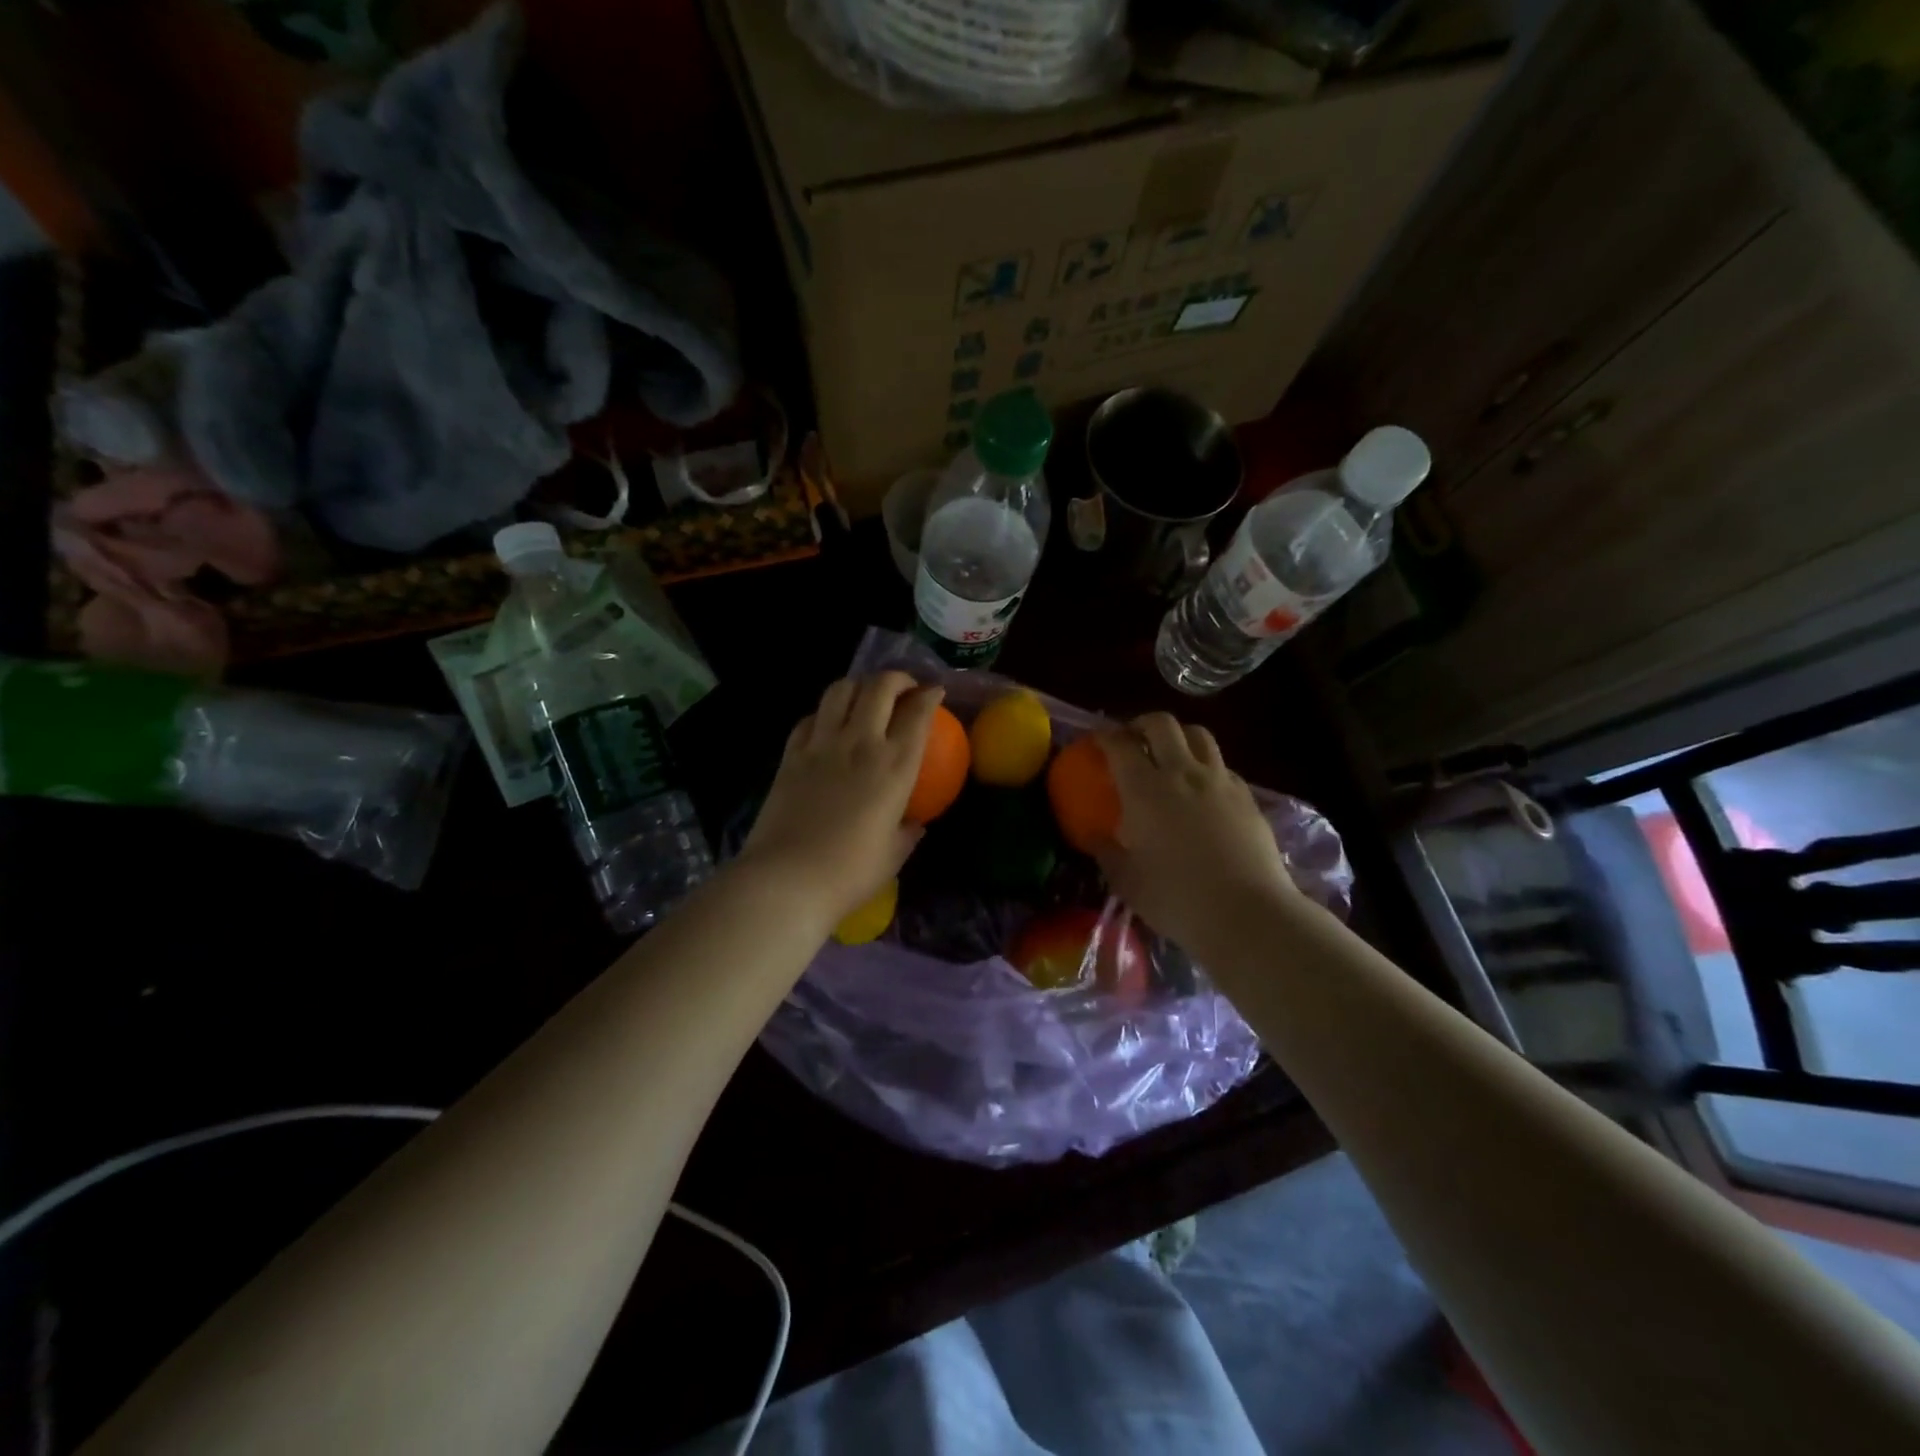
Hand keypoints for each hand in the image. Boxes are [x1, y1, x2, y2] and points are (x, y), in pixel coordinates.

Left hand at [738, 672, 943, 925]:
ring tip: (866, 698)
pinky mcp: (791, 754)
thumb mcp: (893, 855)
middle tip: (904, 689)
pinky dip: (825, 713)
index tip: (935, 692)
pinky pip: (810, 717)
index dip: (930, 695)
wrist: (788, 879)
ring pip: (841, 690)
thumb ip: (908, 832)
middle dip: (898, 678)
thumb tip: (915, 823)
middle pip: (880, 687)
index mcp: (895, 767)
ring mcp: (822, 745)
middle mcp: (860, 743)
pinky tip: (828, 725)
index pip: (918, 713)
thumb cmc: (849, 873)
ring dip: (859, 686)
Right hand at [1089, 713, 1297, 954]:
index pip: (1120, 745)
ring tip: (1170, 754)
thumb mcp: (1127, 881)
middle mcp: (1182, 774)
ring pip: (1199, 735)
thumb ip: (1106, 852)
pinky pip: (1222, 765)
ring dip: (1178, 736)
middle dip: (1141, 724)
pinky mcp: (1247, 796)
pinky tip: (1202, 790)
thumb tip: (1093, 836)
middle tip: (1132, 739)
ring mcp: (1219, 782)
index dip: (1105, 736)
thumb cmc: (1176, 899)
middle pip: (1162, 724)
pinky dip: (1206, 765)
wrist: (1247, 914)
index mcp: (1145, 790)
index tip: (1096, 739)